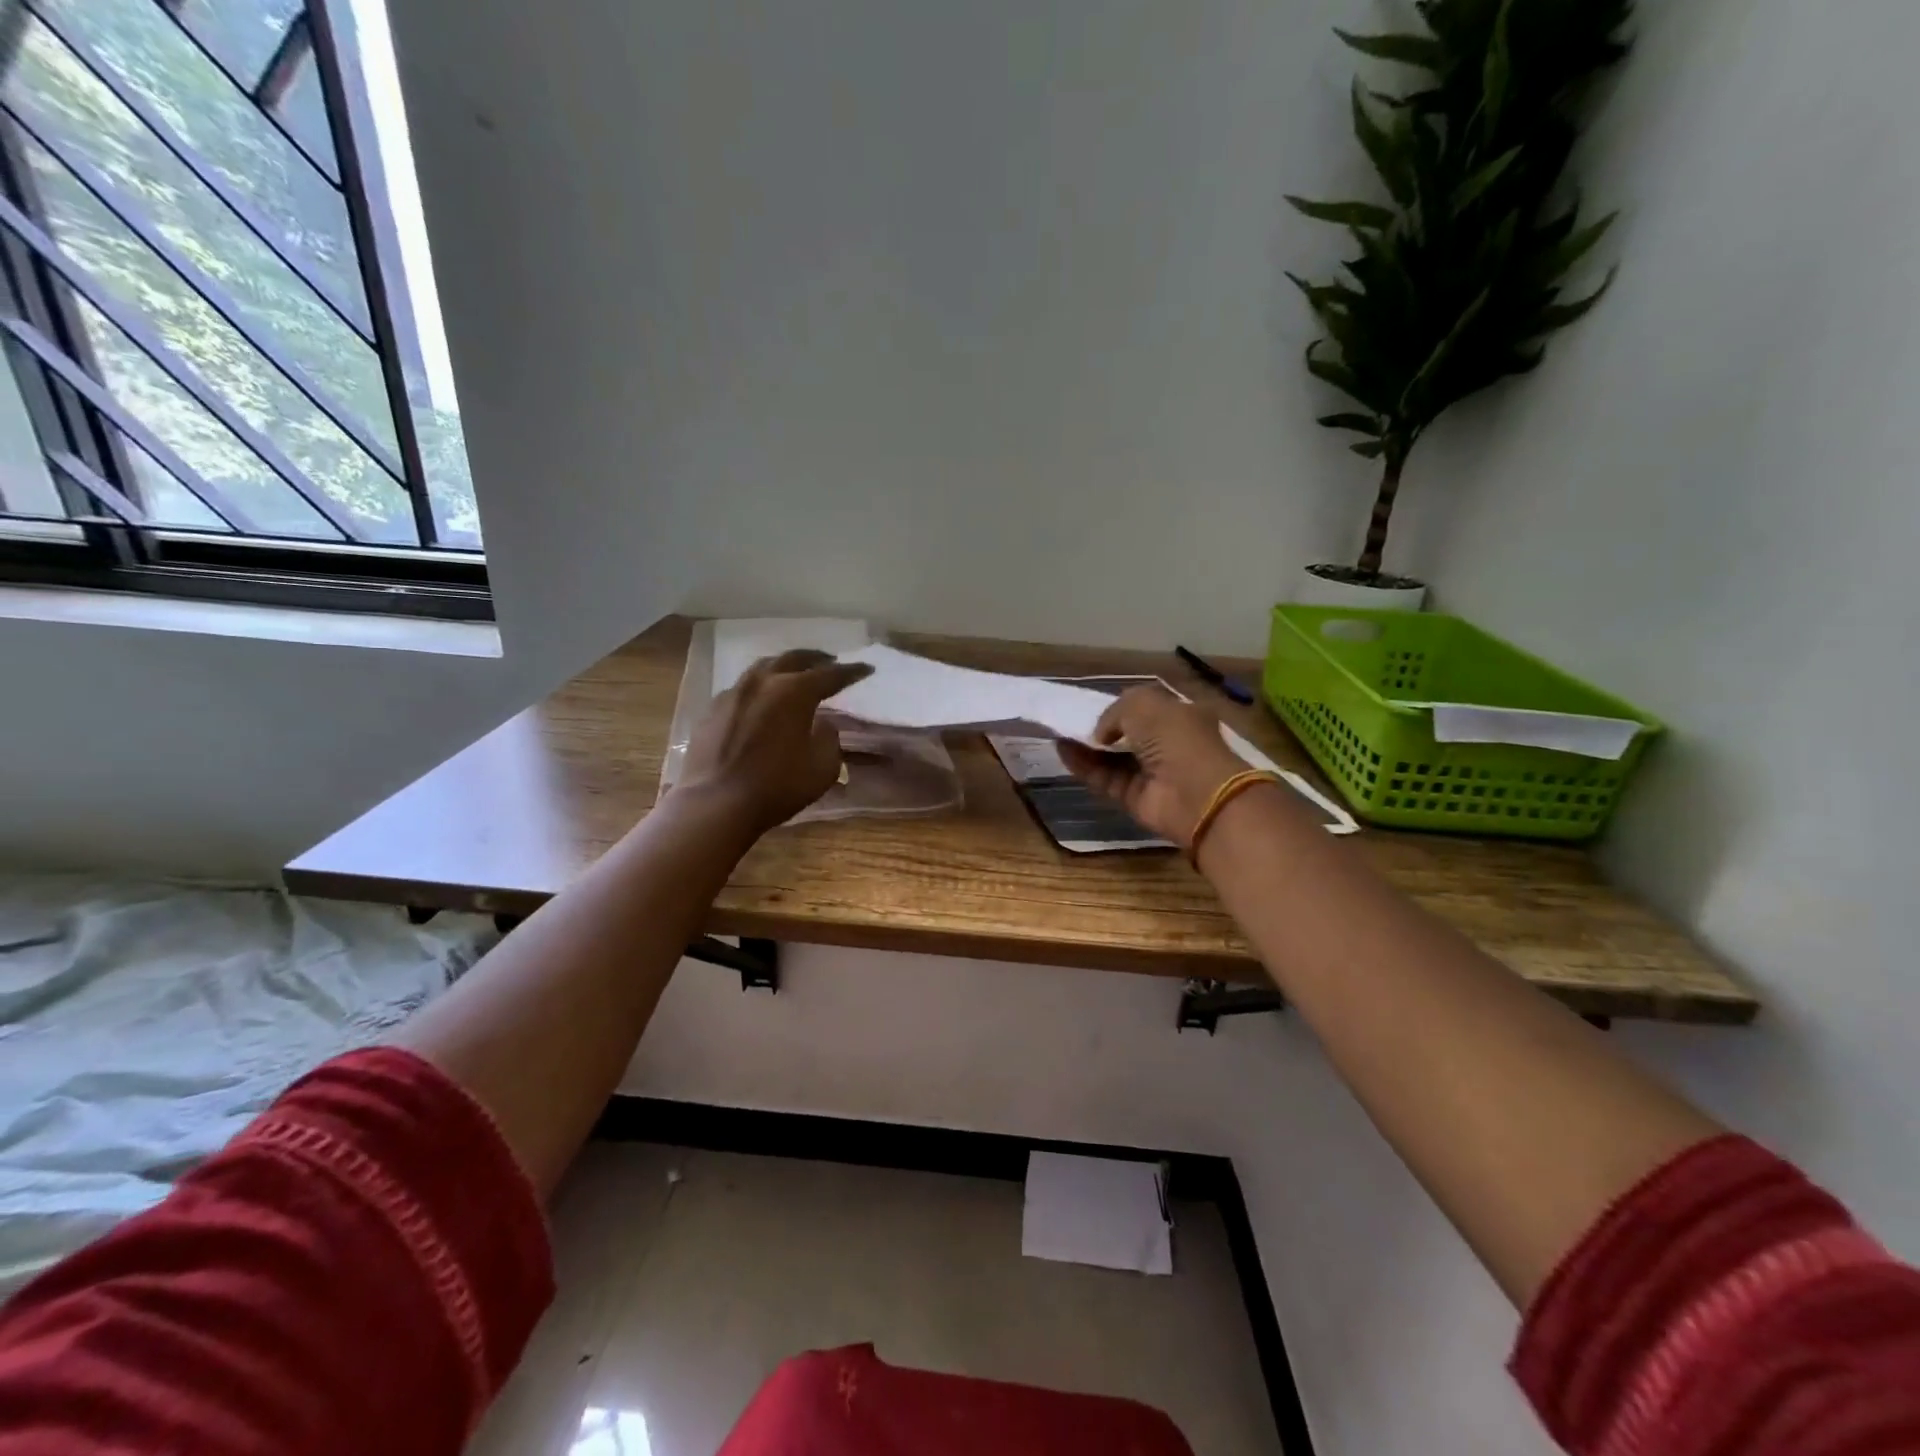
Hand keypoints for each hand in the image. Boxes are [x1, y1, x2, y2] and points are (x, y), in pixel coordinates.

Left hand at [678, 650, 872, 834]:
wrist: (716, 802)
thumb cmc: (777, 785)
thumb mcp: (822, 767)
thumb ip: (828, 738)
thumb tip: (821, 724)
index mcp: (794, 691)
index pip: (831, 674)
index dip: (852, 671)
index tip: (866, 669)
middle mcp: (763, 682)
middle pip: (793, 659)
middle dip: (816, 658)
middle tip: (830, 661)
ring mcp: (733, 693)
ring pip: (763, 667)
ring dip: (784, 666)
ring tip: (795, 673)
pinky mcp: (712, 710)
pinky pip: (742, 688)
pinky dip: (760, 688)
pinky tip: (762, 700)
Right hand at [1057, 686, 1248, 845]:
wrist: (1195, 794)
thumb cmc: (1176, 739)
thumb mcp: (1144, 704)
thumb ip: (1115, 710)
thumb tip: (1100, 733)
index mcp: (1181, 716)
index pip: (1147, 709)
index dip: (1122, 707)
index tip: (1096, 705)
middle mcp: (1167, 744)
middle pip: (1127, 735)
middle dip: (1101, 729)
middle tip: (1071, 721)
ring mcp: (1151, 773)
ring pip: (1112, 757)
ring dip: (1086, 746)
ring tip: (1059, 733)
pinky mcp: (1134, 797)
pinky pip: (1104, 778)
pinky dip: (1084, 766)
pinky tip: (1063, 750)